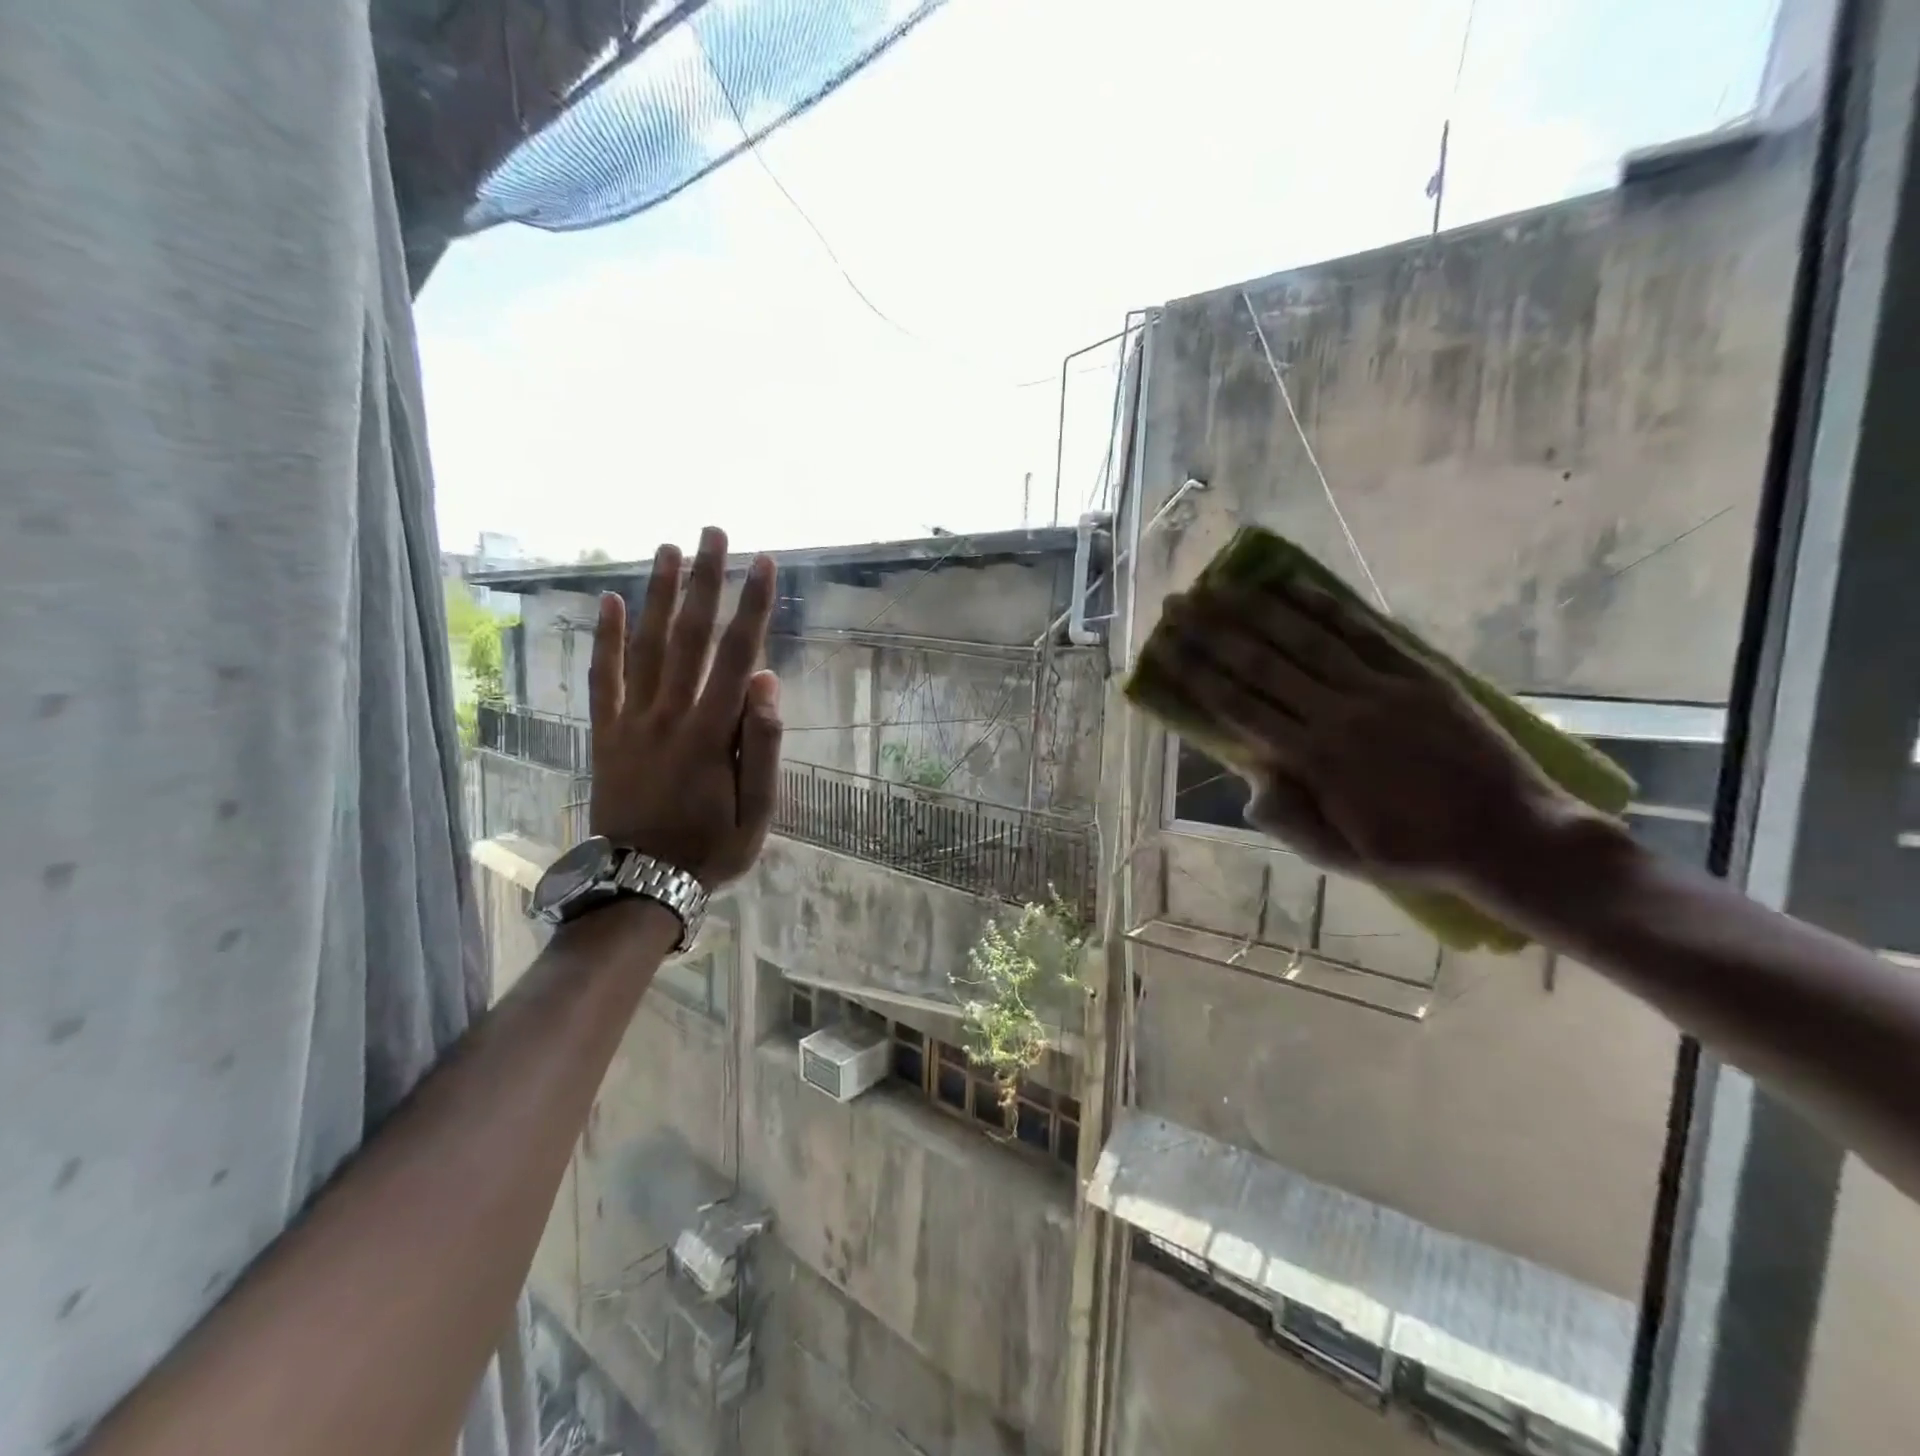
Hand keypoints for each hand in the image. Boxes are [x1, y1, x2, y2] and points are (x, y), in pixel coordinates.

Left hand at [587, 526, 782, 888]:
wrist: (641, 882)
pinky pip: (604, 679)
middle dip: (706, 581)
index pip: (738, 656)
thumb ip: (761, 745)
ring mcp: (632, 721)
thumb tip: (767, 681)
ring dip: (660, 595)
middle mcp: (670, 714)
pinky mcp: (606, 733)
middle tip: (713, 532)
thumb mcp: (758, 811)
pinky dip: (605, 640)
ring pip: (647, 646)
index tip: (763, 563)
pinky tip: (609, 602)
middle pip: (691, 637)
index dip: (753, 607)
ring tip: (670, 550)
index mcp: (711, 733)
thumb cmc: (711, 849)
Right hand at [1152, 580, 1587, 897]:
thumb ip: (1290, 820)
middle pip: (1261, 664)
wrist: (1511, 837)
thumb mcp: (1341, 856)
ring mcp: (1380, 689)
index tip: (1165, 647)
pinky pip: (1364, 631)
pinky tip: (1293, 585)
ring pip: (1306, 639)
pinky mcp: (1418, 674)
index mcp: (1313, 761)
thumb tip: (1249, 782)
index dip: (1196, 673)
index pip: (1237, 706)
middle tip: (1177, 603)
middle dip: (1212, 630)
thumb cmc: (1416, 852)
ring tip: (1220, 585)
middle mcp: (1338, 715)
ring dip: (1257, 608)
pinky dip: (1325, 606)